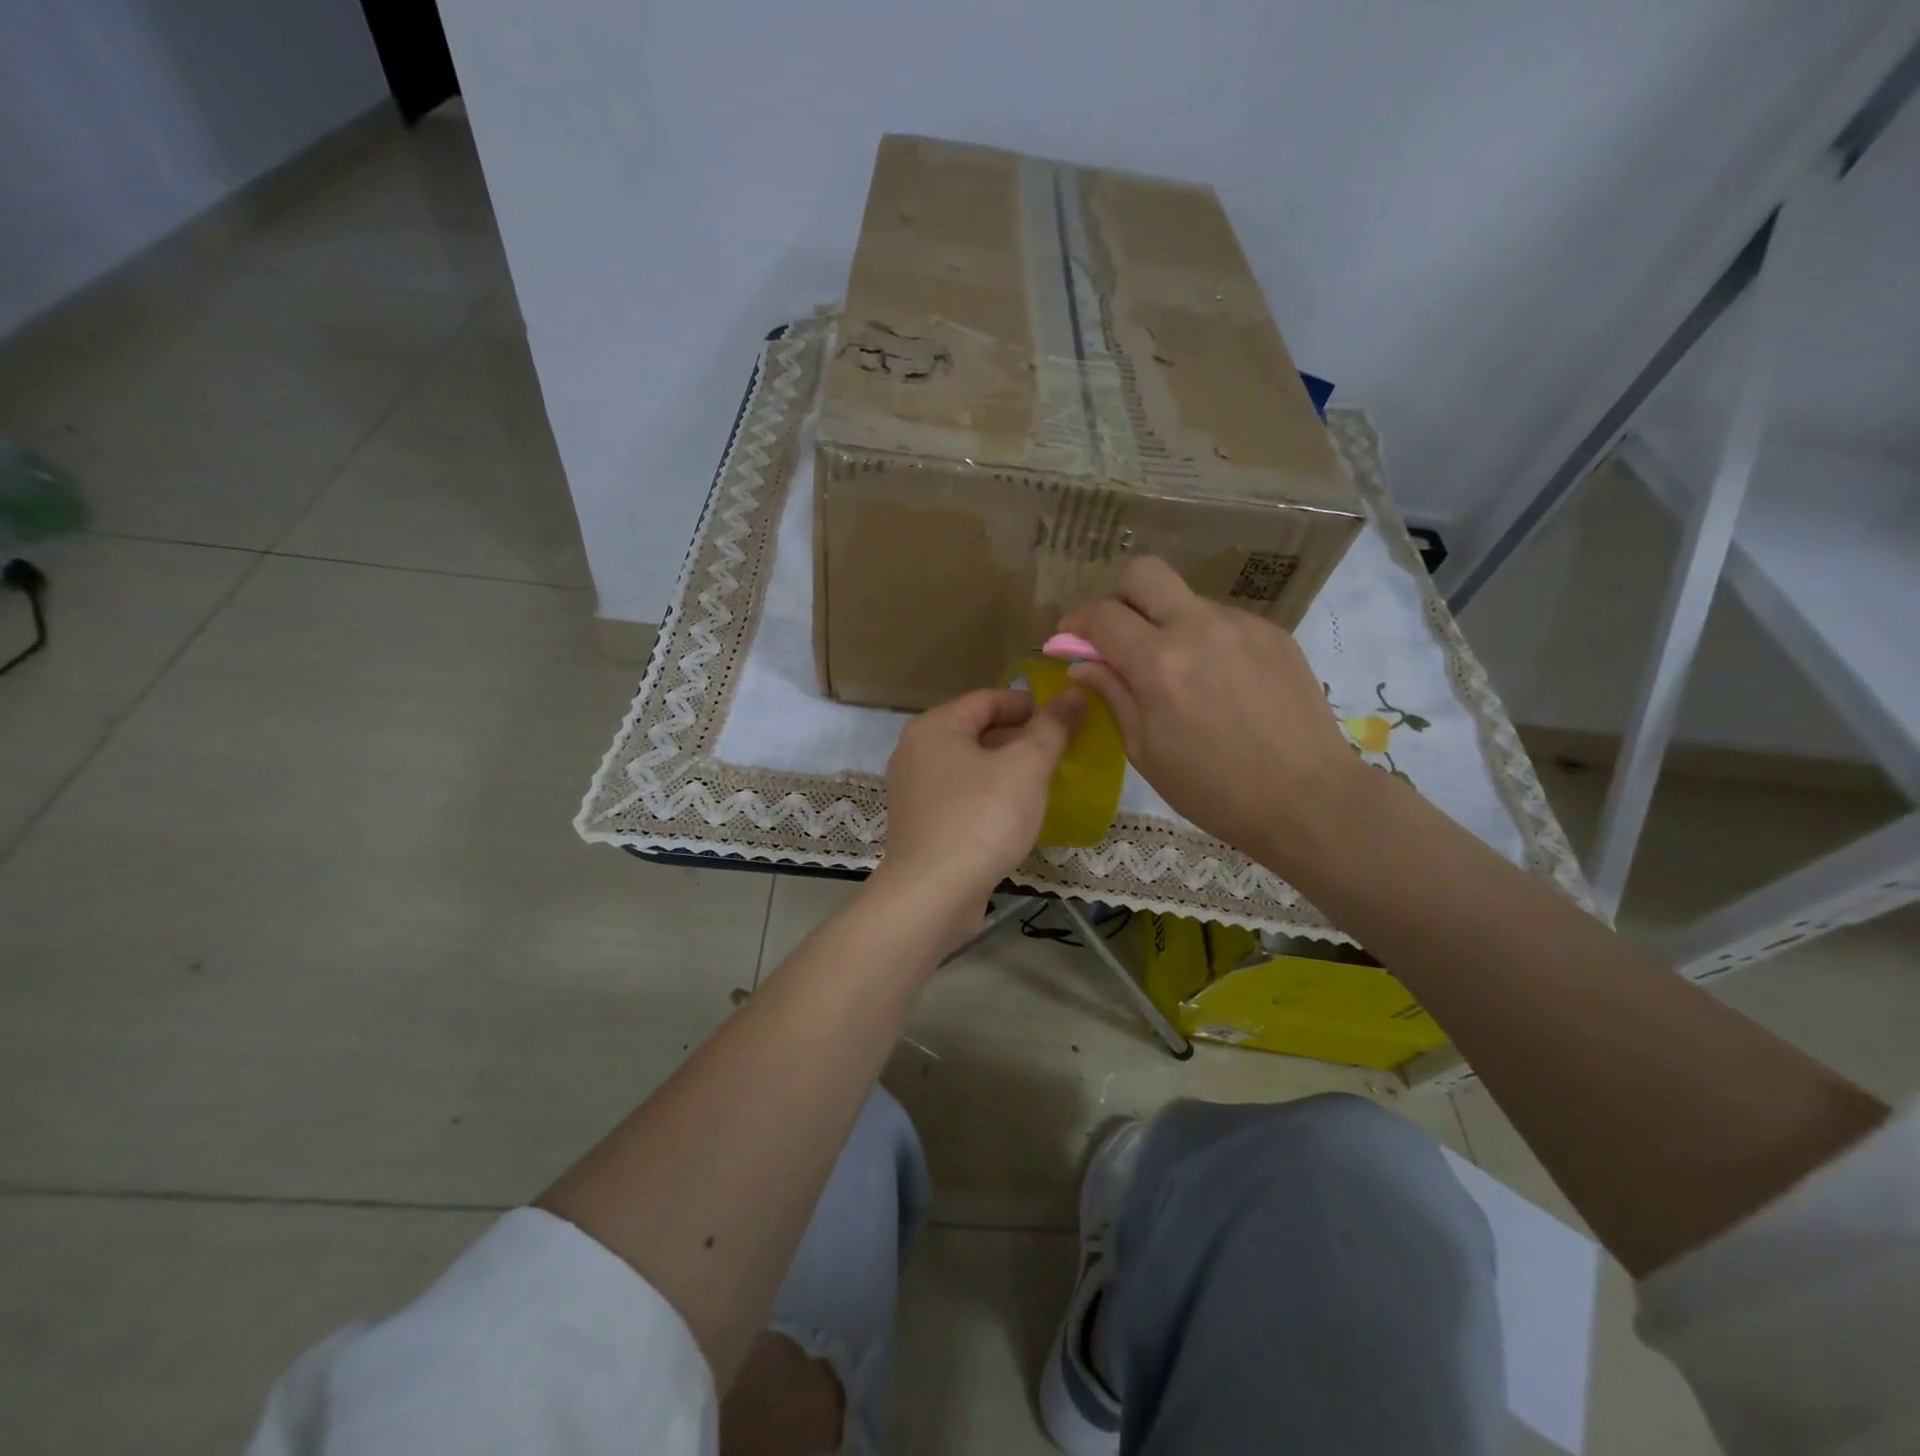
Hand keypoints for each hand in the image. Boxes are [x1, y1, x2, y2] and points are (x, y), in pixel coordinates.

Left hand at [874, 687, 1084, 918]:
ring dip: (1008, 771)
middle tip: (1062, 754)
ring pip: (971, 767)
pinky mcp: (921, 825)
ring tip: (1047, 783)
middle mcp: (916, 752)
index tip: (1066, 720)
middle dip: (1021, 739)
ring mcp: (915, 791)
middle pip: (977, 732)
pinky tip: (1018, 815)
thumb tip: (1075, 694)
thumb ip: (1052, 727)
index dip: (1030, 705)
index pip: (988, 699)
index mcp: (935, 727)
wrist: (933, 893)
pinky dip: (990, 797)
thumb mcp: (1026, 766)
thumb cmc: (981, 818)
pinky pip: (963, 797)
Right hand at [1060, 557, 1361, 864]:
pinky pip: (1222, 620)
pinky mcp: (1273, 633)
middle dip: (1118, 596)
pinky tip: (1217, 681)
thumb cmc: (1214, 789)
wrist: (1308, 798)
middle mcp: (1198, 628)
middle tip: (1117, 635)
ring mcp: (1241, 625)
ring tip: (1177, 671)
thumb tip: (1083, 664)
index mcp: (1159, 663)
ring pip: (1185, 598)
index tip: (1071, 640)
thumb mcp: (1146, 751)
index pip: (1103, 615)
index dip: (1077, 623)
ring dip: (1165, 622)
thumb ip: (1113, 695)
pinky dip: (1204, 639)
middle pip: (1144, 573)